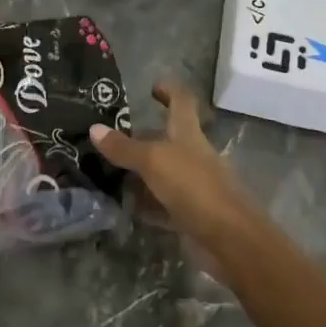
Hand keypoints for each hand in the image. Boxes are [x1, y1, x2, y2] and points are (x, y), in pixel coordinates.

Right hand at [90, 81, 253, 250]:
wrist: (231, 239)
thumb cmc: (194, 188)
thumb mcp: (154, 162)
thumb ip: (125, 148)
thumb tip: (94, 128)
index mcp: (189, 134)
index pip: (182, 102)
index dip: (169, 90)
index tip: (152, 87)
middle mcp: (193, 156)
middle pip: (169, 139)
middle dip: (143, 137)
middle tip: (111, 138)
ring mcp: (194, 186)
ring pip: (163, 172)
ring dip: (141, 172)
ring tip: (109, 172)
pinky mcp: (191, 214)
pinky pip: (164, 204)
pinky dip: (147, 204)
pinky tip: (126, 207)